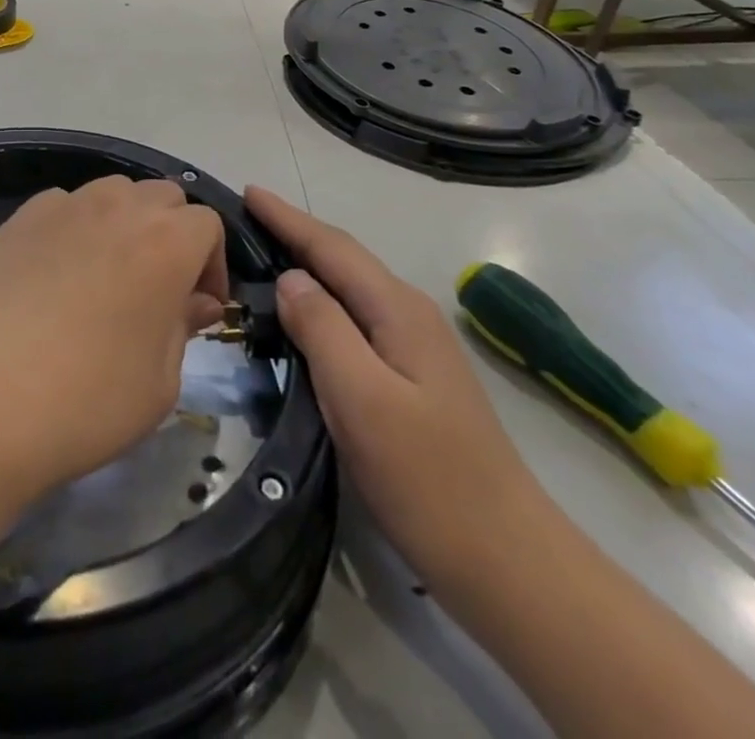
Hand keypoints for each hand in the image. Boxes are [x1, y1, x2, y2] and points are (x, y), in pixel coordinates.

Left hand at [0, 175, 228, 501]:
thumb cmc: (85, 399)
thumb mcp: (158, 383)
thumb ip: (182, 328)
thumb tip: (194, 302)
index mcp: (165, 242)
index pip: (208, 225)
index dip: (211, 264)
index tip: (199, 308)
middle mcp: (117, 207)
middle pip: (162, 197)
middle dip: (173, 234)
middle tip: (160, 289)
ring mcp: (63, 206)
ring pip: (113, 193)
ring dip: (126, 222)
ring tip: (110, 275)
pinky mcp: (19, 218)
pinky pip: (64, 206)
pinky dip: (77, 226)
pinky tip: (58, 274)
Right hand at [246, 186, 552, 584]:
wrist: (509, 563)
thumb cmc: (428, 478)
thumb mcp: (361, 399)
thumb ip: (322, 328)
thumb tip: (290, 278)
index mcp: (397, 310)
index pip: (332, 247)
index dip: (288, 218)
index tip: (248, 191)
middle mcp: (409, 315)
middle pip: (343, 259)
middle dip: (295, 232)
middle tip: (245, 219)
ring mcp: (415, 348)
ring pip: (349, 289)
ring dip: (307, 264)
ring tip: (263, 254)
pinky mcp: (412, 378)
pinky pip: (355, 319)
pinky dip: (321, 302)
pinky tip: (302, 316)